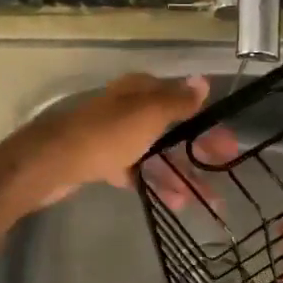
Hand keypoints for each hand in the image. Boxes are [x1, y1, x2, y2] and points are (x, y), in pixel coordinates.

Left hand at [6, 73, 232, 209]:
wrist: (53, 162)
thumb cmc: (106, 135)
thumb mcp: (148, 114)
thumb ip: (177, 100)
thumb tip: (202, 81)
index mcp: (140, 91)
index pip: (182, 100)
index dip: (206, 121)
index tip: (228, 145)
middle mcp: (129, 108)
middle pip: (172, 127)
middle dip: (198, 149)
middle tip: (223, 170)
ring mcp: (115, 135)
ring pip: (156, 152)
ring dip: (181, 172)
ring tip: (206, 199)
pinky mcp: (102, 160)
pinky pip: (138, 170)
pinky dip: (156, 182)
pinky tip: (175, 202)